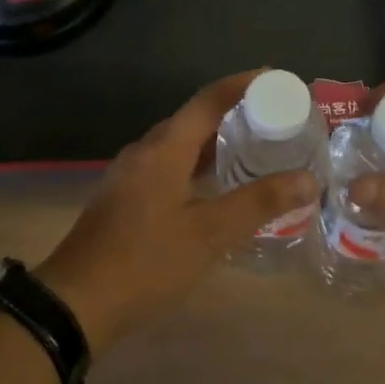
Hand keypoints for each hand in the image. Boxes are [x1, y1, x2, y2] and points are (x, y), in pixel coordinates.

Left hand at [36, 72, 319, 354]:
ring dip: (215, 142)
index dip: (244, 84)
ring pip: (179, 145)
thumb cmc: (146, 261)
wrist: (76, 303)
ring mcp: (130, 174)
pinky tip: (215, 188)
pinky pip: (168, 165)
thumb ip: (259, 203)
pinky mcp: (124, 197)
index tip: (277, 80)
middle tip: (274, 121)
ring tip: (253, 151)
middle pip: (194, 119)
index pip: (209, 99)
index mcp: (164, 148)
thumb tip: (308, 179)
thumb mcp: (209, 234)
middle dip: (234, 114)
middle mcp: (145, 151)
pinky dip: (197, 165)